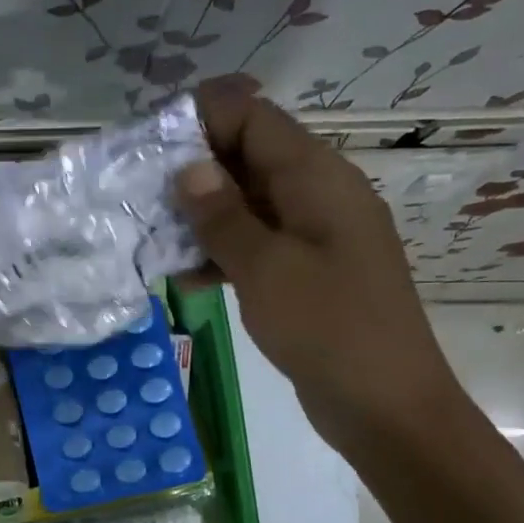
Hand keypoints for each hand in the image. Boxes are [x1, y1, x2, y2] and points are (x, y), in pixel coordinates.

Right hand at [177, 80, 465, 455]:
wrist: (385, 404)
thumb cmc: (327, 327)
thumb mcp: (265, 268)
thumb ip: (222, 216)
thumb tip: (188, 168)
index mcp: (317, 178)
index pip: (254, 118)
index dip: (202, 118)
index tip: (150, 141)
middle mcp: (318, 195)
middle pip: (249, 157)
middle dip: (194, 169)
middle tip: (139, 192)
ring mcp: (314, 236)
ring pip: (249, 205)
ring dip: (202, 216)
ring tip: (152, 235)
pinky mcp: (306, 273)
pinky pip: (258, 245)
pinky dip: (222, 253)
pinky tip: (185, 276)